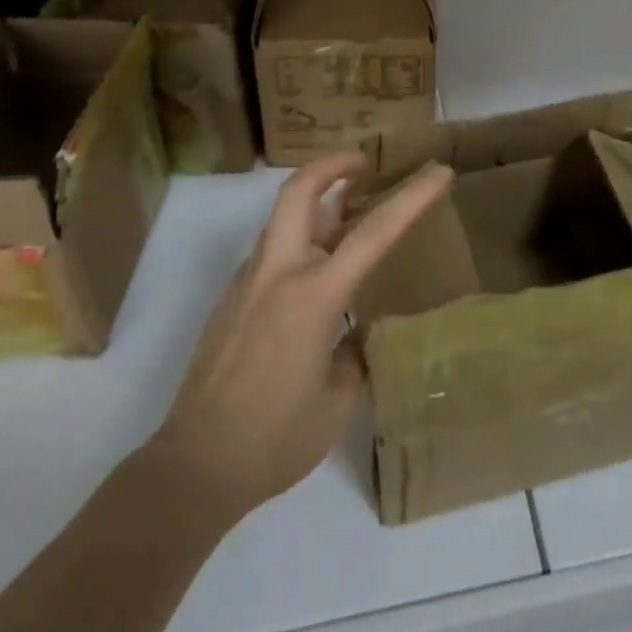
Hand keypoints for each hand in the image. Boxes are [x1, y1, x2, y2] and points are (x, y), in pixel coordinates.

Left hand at [145, 151, 452, 521]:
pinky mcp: (232, 298)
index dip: (411, 198)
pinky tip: (316, 272)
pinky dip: (299, 237)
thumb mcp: (338, 402)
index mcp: (313, 296)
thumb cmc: (274, 439)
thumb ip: (354, 354)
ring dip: (316, 200)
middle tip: (364, 165)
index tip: (438, 172)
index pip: (373, 233)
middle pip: (299, 191)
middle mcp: (278, 273)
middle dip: (333, 165)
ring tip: (348, 215)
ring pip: (283, 217)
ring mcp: (249, 281)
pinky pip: (272, 249)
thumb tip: (355, 332)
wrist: (193, 466)